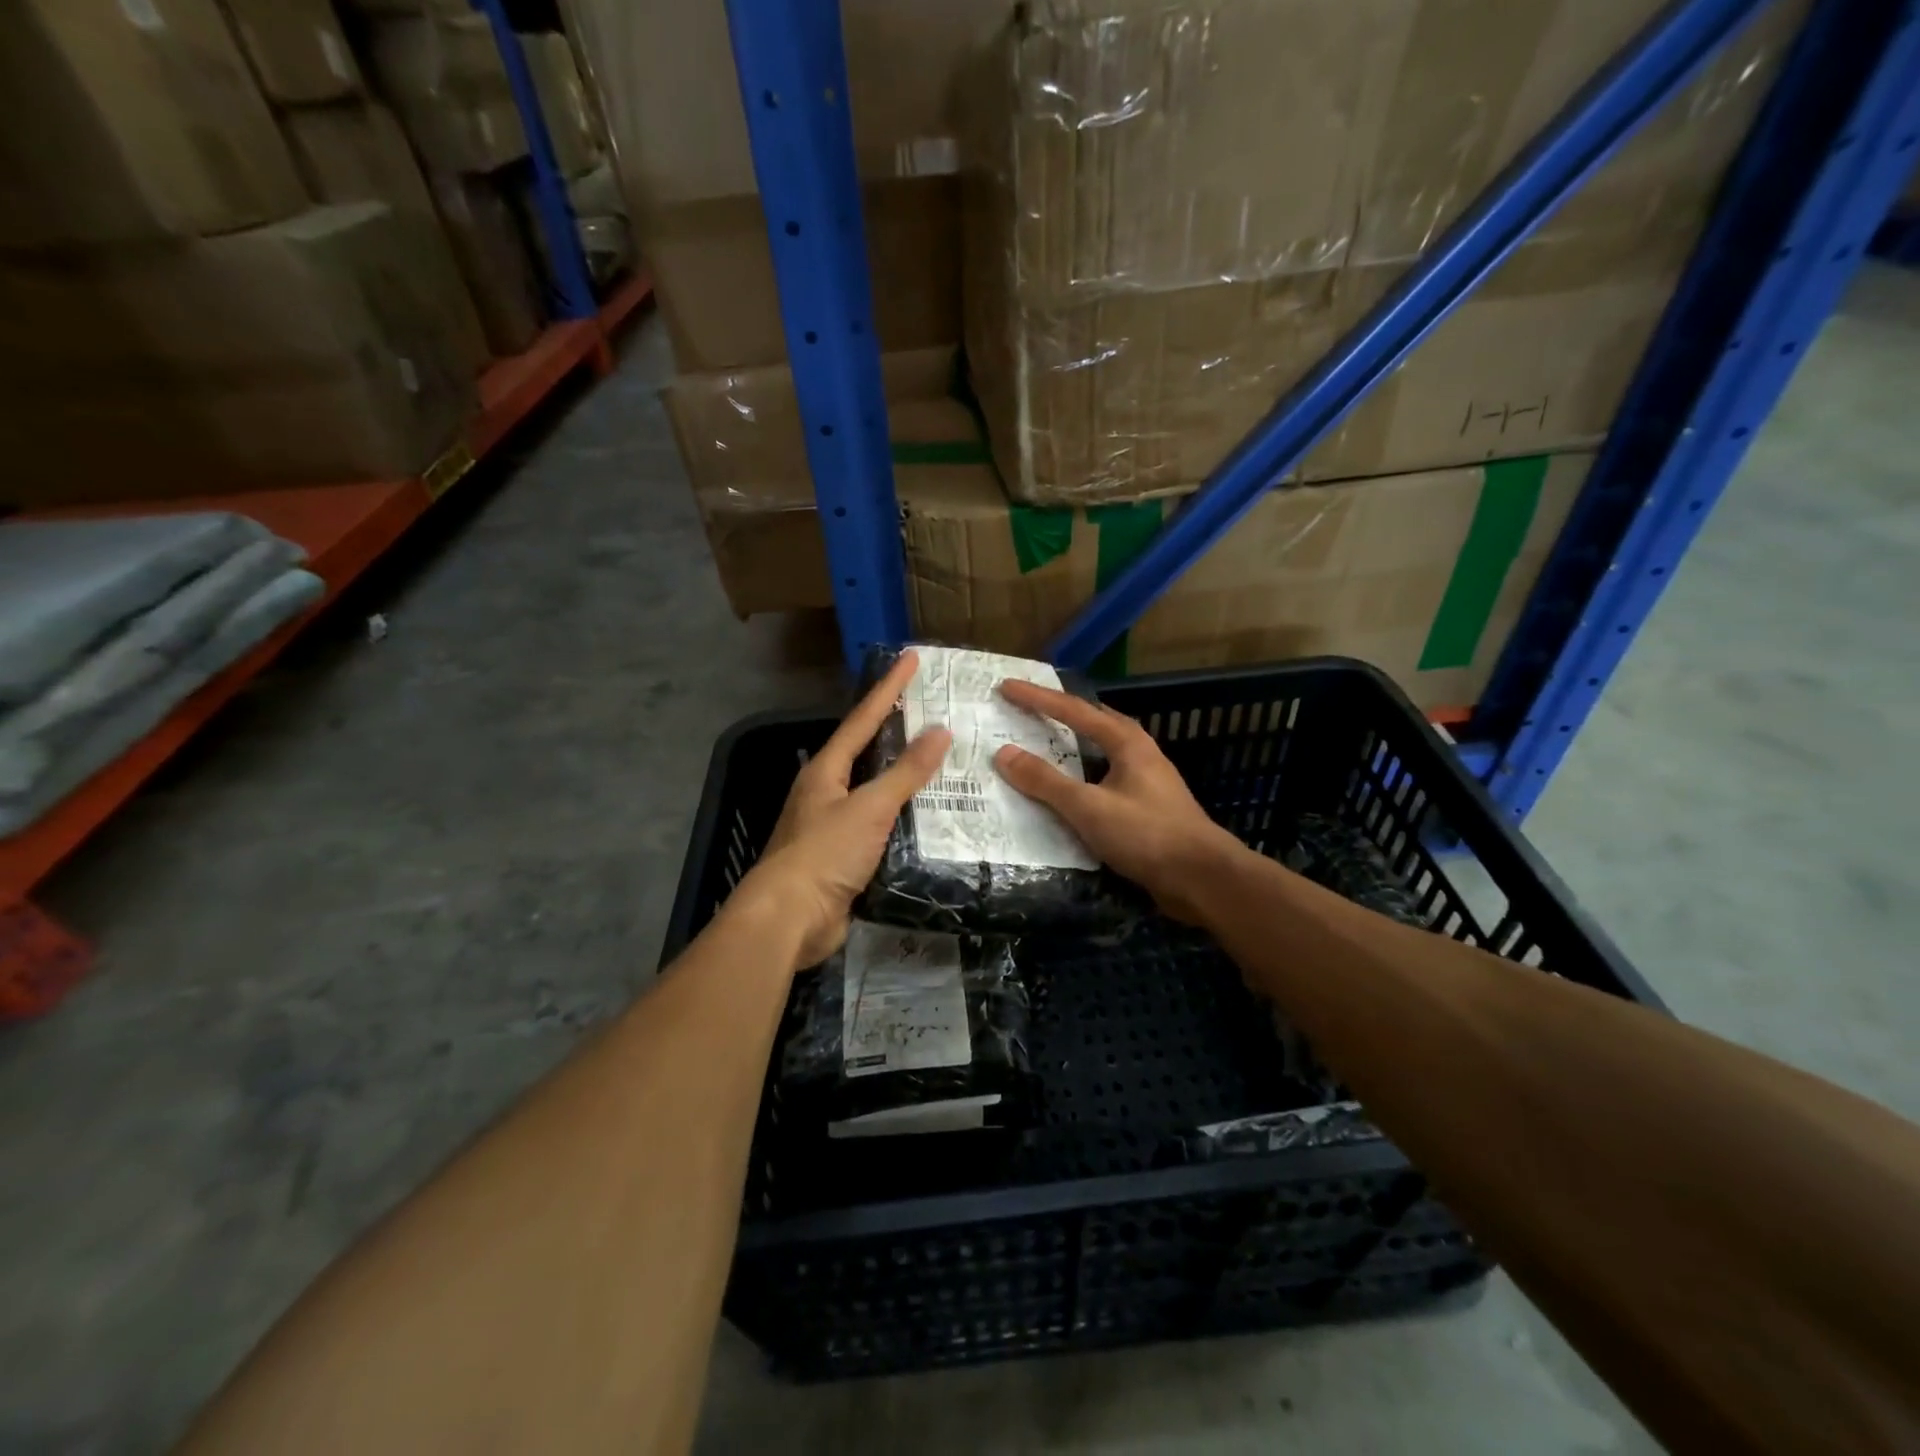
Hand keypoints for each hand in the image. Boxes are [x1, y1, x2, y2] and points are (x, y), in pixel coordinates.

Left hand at [737, 650, 951, 968]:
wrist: (789, 920)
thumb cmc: (824, 853)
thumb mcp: (869, 808)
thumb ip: (905, 772)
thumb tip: (939, 732)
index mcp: (826, 771)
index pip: (863, 718)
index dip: (889, 688)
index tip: (912, 658)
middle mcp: (827, 792)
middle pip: (867, 752)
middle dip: (897, 730)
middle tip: (934, 710)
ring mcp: (834, 827)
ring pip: (876, 792)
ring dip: (906, 778)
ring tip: (944, 762)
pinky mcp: (845, 859)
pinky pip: (882, 828)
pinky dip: (906, 818)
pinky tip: (931, 819)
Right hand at [993, 679, 1240, 922]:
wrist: (1202, 879)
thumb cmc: (1147, 835)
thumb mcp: (1089, 807)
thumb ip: (1046, 782)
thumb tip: (1004, 754)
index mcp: (1127, 742)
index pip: (1073, 710)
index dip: (1037, 698)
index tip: (1006, 687)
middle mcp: (1139, 752)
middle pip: (1093, 722)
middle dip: (1059, 713)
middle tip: (1027, 707)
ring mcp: (1146, 780)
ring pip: (1101, 751)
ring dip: (1072, 744)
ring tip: (1043, 742)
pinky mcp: (1147, 807)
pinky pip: (1104, 778)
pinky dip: (1081, 775)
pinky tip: (1069, 790)